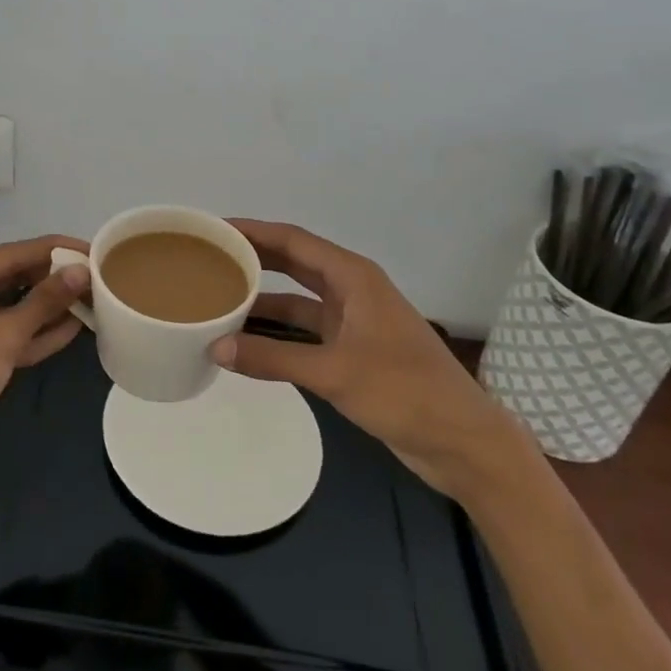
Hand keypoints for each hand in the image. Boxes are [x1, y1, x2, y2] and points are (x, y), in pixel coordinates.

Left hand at [0, 235, 89, 495]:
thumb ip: (44, 301)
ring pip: (15, 307)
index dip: (54, 250)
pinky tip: (75, 326)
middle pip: (13, 278)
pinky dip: (38, 332)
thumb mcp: (1, 336)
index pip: (10, 254)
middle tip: (100, 276)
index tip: (94, 247)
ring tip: (96, 298)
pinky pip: (10, 333)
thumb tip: (83, 270)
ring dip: (51, 307)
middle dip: (54, 280)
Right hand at [212, 219, 536, 500]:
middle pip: (293, 263)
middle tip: (208, 257)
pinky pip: (304, 330)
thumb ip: (273, 359)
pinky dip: (277, 332)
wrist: (463, 442)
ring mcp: (353, 321)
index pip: (293, 240)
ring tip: (218, 296)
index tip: (214, 228)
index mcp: (353, 277)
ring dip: (263, 297)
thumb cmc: (405, 392)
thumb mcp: (334, 372)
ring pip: (297, 299)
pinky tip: (246, 339)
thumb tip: (215, 347)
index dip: (253, 231)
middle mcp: (351, 290)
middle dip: (253, 258)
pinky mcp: (352, 351)